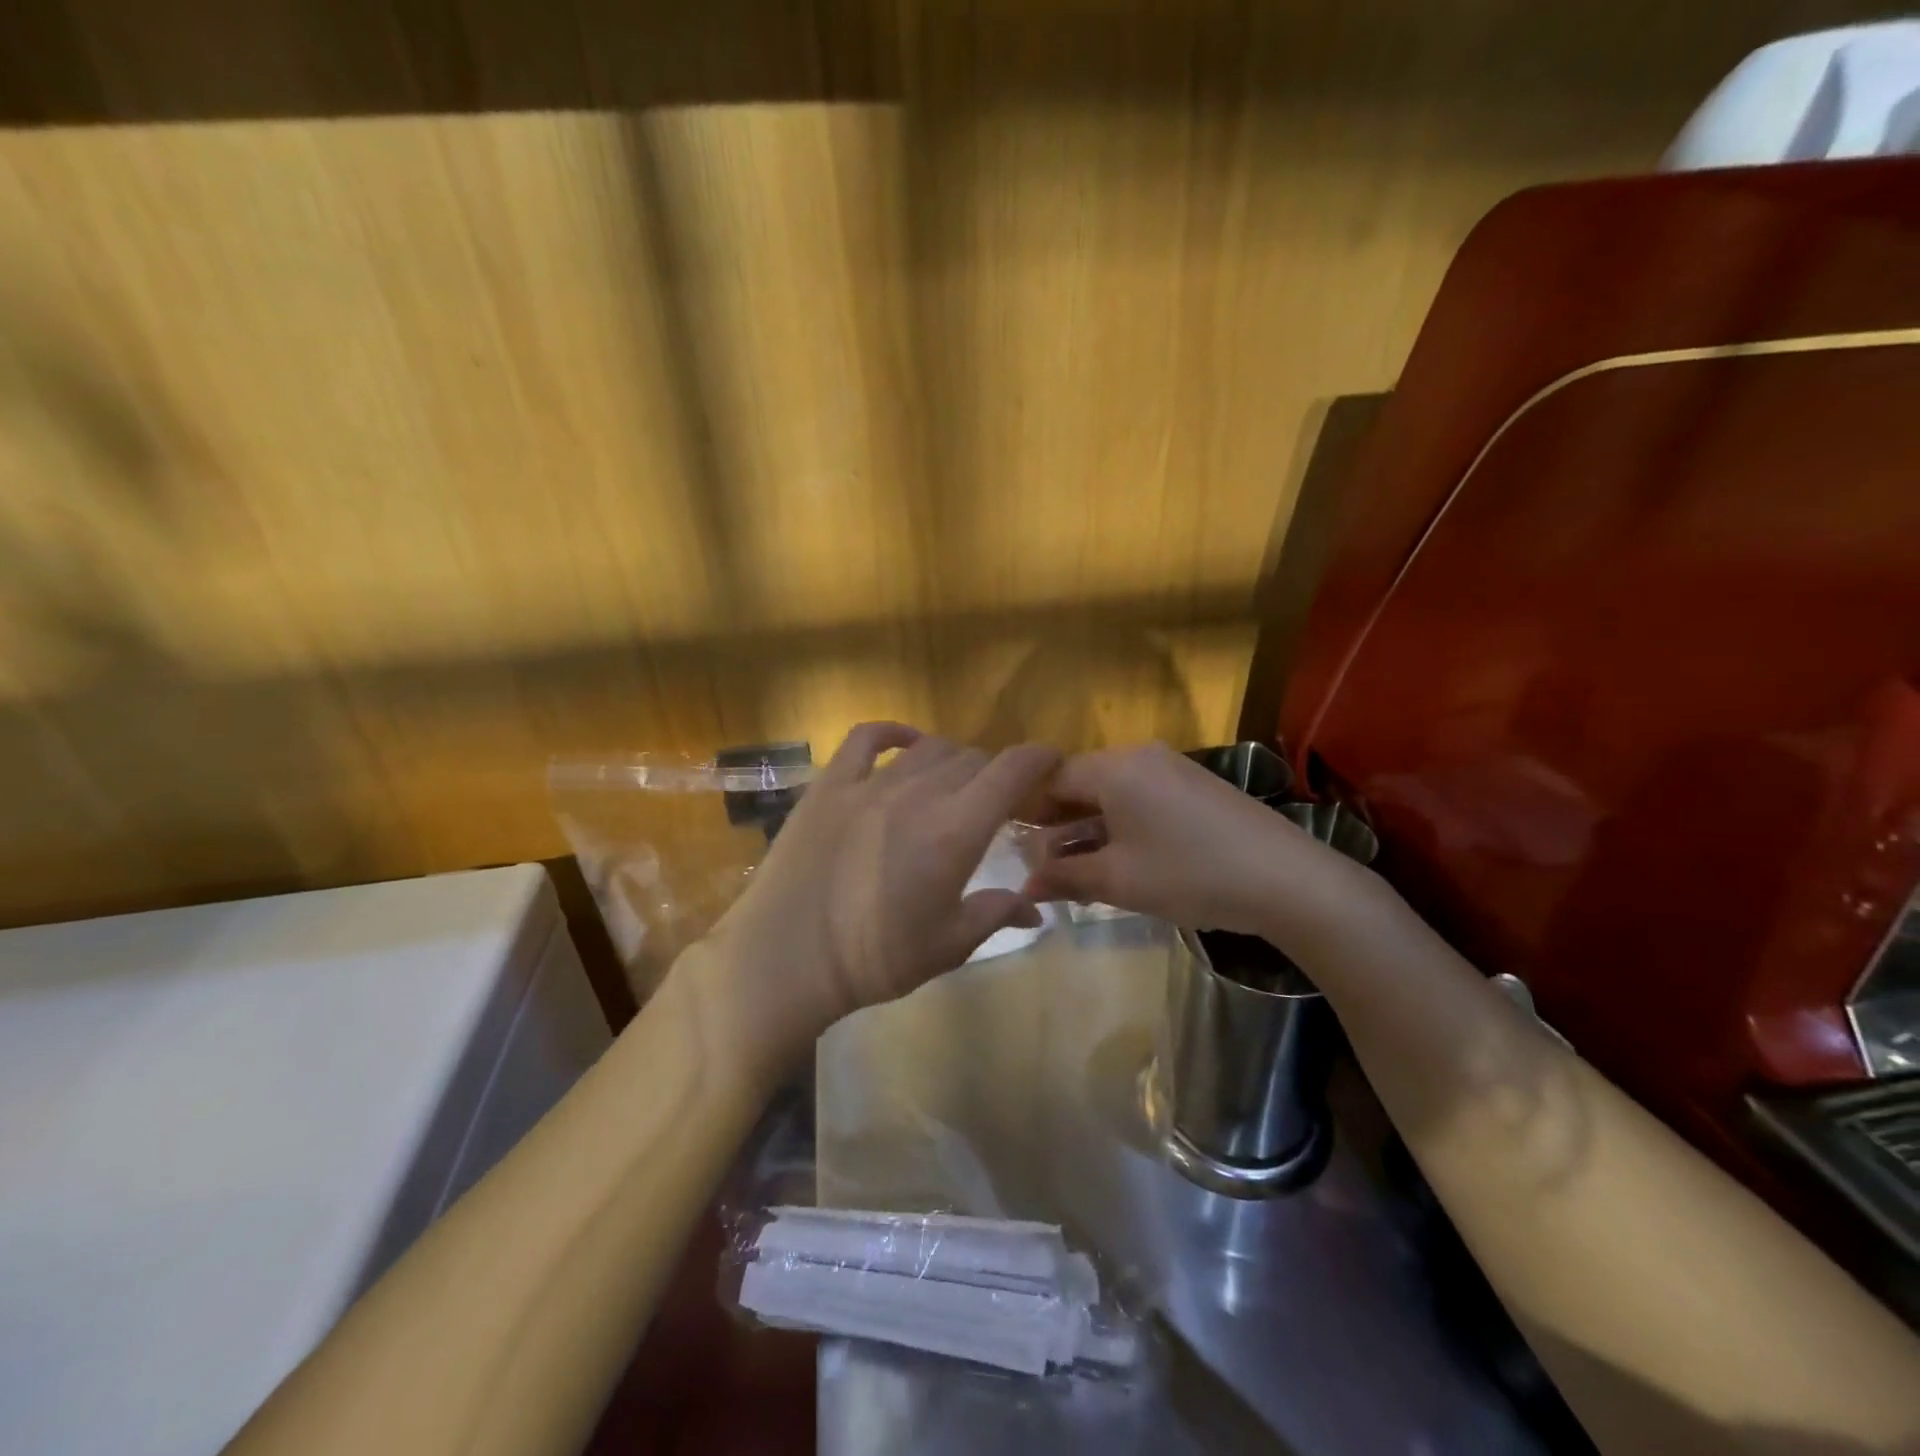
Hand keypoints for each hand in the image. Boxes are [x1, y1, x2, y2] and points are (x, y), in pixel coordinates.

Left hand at [696, 723, 1061, 1074]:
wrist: (785, 959)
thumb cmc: (874, 959)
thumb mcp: (948, 946)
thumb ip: (996, 913)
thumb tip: (1037, 908)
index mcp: (956, 830)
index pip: (1012, 770)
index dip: (1040, 759)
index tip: (1052, 764)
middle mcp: (918, 793)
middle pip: (973, 758)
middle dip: (996, 772)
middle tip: (996, 800)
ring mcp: (869, 783)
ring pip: (929, 749)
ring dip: (953, 760)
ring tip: (954, 783)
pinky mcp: (829, 785)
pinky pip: (866, 738)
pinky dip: (894, 732)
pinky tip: (906, 741)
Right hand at [1023, 742, 1360, 942]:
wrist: (1288, 880)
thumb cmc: (1190, 874)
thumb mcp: (1119, 880)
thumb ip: (1065, 877)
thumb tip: (1024, 885)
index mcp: (1115, 768)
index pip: (1052, 779)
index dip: (1027, 812)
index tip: (1009, 843)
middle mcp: (1140, 757)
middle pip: (1081, 784)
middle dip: (1056, 824)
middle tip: (1039, 864)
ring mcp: (1172, 770)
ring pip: (1111, 794)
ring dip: (1087, 829)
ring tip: (1073, 872)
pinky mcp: (1195, 789)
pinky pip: (1140, 800)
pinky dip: (1119, 827)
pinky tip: (1117, 861)